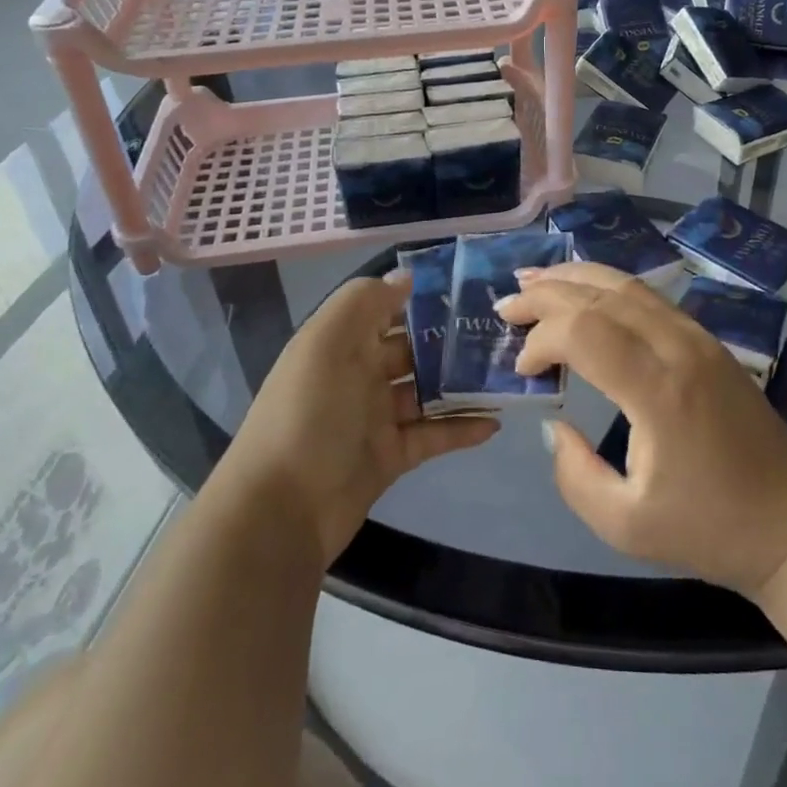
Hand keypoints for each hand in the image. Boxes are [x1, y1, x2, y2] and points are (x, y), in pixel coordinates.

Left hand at [227, 273, 497, 567]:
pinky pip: (432, 434)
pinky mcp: (391, 455)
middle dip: (449, 340)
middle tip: (498, 332)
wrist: (281, 510)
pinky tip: (493, 423)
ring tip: (504, 374)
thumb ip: (365, 302)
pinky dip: (460, 428)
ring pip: (426, 391)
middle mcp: (358, 374)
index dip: (420, 297)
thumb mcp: (327, 343)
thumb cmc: (308, 414)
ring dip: (460, 384)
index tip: (467, 288)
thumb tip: (405, 277)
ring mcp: (375, 417)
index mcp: (341, 343)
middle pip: (411, 349)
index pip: (385, 309)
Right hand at [496, 262, 786, 595]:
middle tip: (506, 304)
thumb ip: (575, 475)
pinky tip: (586, 291)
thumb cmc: (711, 528)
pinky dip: (607, 285)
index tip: (522, 370)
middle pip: (601, 295)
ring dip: (575, 278)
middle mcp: (678, 347)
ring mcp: (698, 337)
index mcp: (660, 390)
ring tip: (533, 279)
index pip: (585, 331)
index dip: (542, 339)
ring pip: (626, 284)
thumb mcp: (626, 525)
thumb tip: (555, 427)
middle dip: (546, 294)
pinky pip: (648, 296)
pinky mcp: (708, 340)